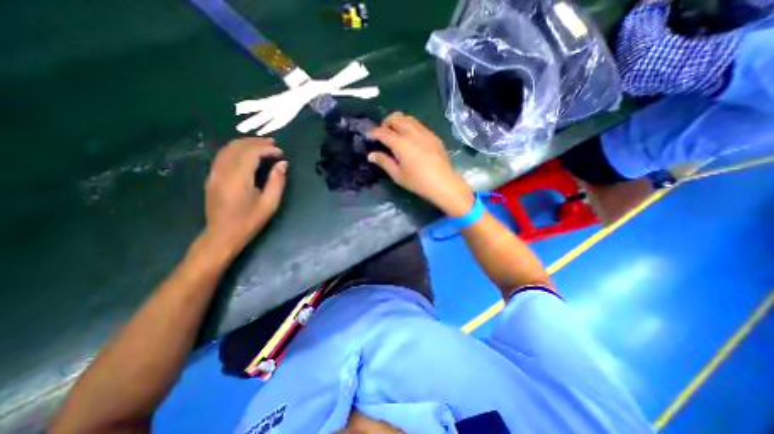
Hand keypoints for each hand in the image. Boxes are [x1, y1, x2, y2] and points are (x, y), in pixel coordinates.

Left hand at [203, 139, 285, 251]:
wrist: (222, 235)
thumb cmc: (249, 221)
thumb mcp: (269, 204)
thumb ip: (277, 182)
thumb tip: (283, 164)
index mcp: (238, 179)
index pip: (251, 153)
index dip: (267, 149)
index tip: (281, 153)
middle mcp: (222, 172)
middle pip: (238, 147)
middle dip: (256, 142)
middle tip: (273, 144)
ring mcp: (214, 173)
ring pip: (227, 149)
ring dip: (245, 143)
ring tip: (262, 145)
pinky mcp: (211, 177)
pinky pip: (223, 155)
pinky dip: (236, 149)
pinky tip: (247, 153)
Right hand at [366, 113, 475, 215]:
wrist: (443, 183)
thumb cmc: (418, 182)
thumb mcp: (398, 175)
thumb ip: (384, 162)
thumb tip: (371, 155)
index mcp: (401, 143)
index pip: (383, 132)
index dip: (373, 132)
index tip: (368, 135)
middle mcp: (412, 133)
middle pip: (396, 117)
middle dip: (386, 122)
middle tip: (383, 134)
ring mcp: (425, 132)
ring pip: (408, 118)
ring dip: (398, 122)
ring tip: (396, 135)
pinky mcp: (433, 136)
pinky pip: (419, 124)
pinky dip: (410, 126)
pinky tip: (411, 139)